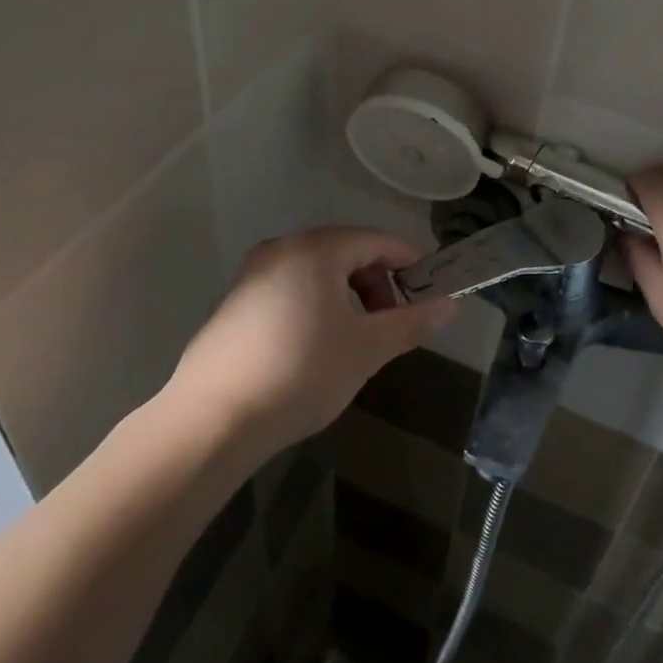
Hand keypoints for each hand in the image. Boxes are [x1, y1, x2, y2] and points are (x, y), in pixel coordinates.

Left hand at [161, 228, 453, 454]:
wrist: (211, 420)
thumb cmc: (301, 372)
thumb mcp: (367, 348)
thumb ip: (411, 322)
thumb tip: (451, 304)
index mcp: (316, 249)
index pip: (377, 241)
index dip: (410, 263)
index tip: (431, 290)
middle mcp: (282, 249)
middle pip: (347, 252)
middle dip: (378, 283)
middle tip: (393, 322)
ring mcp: (253, 275)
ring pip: (318, 273)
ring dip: (348, 297)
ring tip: (358, 339)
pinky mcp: (235, 304)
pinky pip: (291, 290)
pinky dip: (317, 306)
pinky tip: (317, 348)